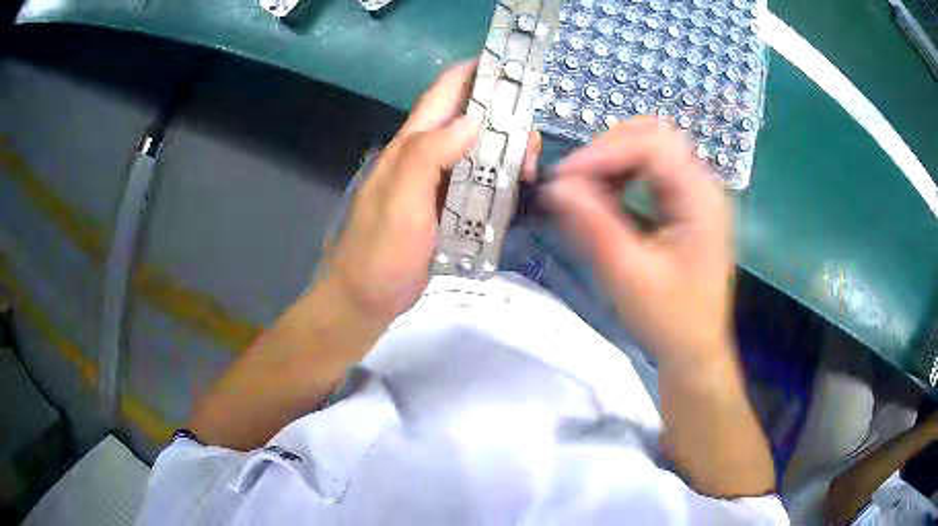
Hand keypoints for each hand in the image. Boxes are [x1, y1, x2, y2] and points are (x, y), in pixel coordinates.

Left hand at [319, 62, 541, 322]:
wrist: (367, 296)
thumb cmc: (380, 249)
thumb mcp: (401, 198)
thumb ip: (430, 154)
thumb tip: (473, 120)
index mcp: (413, 144)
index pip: (445, 92)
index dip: (474, 72)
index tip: (511, 66)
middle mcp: (428, 155)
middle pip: (471, 120)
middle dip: (504, 120)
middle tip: (529, 144)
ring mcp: (440, 182)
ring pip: (480, 150)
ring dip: (507, 152)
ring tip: (527, 172)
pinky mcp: (449, 207)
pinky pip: (481, 182)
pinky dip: (501, 180)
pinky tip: (516, 191)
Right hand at [545, 117, 734, 373]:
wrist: (696, 350)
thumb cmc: (670, 320)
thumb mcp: (628, 276)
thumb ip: (592, 226)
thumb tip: (555, 187)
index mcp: (700, 198)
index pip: (651, 145)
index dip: (604, 152)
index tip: (563, 178)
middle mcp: (703, 185)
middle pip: (652, 136)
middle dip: (607, 150)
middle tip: (573, 182)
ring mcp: (696, 193)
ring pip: (650, 149)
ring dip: (612, 162)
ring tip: (583, 192)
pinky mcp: (687, 205)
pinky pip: (651, 172)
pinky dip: (622, 176)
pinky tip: (605, 200)